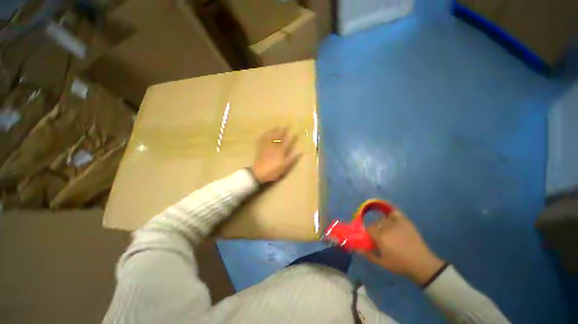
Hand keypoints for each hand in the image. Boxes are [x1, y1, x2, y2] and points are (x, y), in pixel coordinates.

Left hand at [251, 127, 301, 184]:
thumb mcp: (285, 166)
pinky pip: (262, 140)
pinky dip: (264, 136)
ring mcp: (267, 147)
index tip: (295, 132)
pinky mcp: (261, 149)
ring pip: (271, 137)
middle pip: (279, 137)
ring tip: (276, 126)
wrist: (259, 173)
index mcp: (281, 151)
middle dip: (283, 131)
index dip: (291, 137)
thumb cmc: (274, 170)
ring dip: (274, 131)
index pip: (287, 142)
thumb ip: (292, 158)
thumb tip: (301, 152)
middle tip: (285, 125)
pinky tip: (265, 133)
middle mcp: (274, 147)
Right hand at [359, 209, 444, 285]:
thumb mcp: (382, 263)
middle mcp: (387, 228)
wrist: (422, 264)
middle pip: (376, 223)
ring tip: (388, 231)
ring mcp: (397, 224)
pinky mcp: (406, 222)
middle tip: (380, 236)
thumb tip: (357, 249)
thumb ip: (368, 255)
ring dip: (383, 224)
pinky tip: (392, 220)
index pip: (369, 229)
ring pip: (384, 219)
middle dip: (376, 228)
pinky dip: (392, 215)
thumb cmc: (400, 265)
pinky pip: (395, 214)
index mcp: (380, 237)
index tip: (371, 238)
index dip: (369, 233)